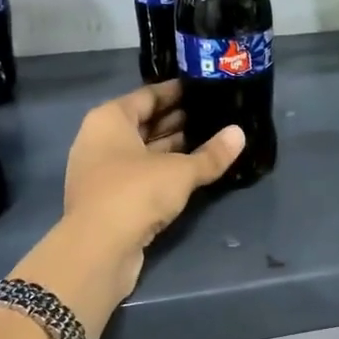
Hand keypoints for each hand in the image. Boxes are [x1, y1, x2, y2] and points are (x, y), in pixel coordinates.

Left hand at [58, 80, 245, 308]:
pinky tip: (191, 171)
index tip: (204, 88)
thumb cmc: (136, 192)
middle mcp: (100, 140)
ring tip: (209, 139)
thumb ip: (211, 154)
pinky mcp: (108, 199)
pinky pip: (140, 174)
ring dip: (172, 147)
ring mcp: (101, 171)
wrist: (98, 250)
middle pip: (144, 122)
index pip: (148, 95)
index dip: (176, 91)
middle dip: (177, 119)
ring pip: (143, 150)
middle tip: (214, 113)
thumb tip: (239, 134)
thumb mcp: (181, 171)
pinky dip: (163, 170)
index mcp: (110, 119)